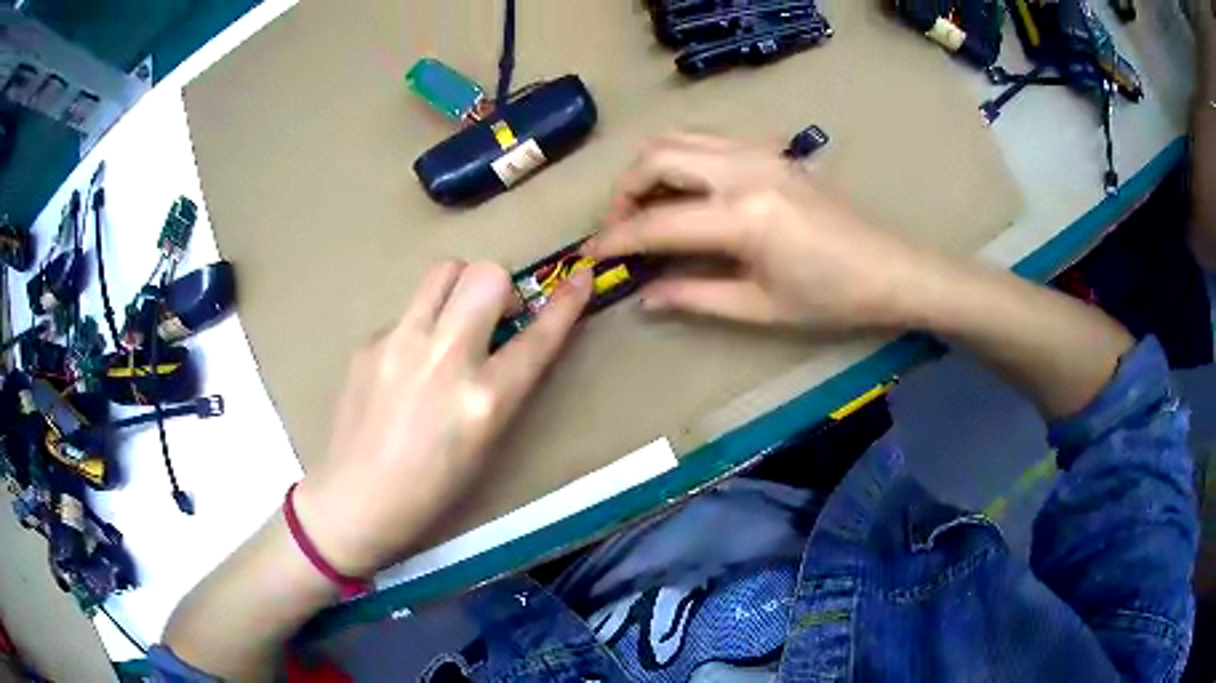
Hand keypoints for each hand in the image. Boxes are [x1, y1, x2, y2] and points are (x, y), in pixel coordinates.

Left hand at [293, 261, 591, 576]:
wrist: (357, 499)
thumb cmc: (432, 488)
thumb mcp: (486, 442)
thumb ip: (501, 385)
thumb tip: (503, 339)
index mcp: (485, 399)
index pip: (538, 336)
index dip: (566, 303)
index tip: (581, 277)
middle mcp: (445, 358)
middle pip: (485, 275)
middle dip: (500, 286)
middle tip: (493, 315)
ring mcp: (401, 343)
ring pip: (443, 272)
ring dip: (460, 287)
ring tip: (451, 322)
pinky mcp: (369, 342)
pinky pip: (408, 310)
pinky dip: (421, 324)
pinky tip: (406, 363)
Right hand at [584, 133, 934, 330]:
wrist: (889, 269)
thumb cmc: (831, 298)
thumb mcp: (759, 307)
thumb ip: (693, 295)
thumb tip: (643, 294)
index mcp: (742, 216)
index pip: (657, 222)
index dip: (616, 239)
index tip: (590, 254)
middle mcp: (743, 169)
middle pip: (657, 157)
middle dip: (624, 191)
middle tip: (620, 228)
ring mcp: (758, 152)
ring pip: (679, 139)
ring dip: (650, 169)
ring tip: (646, 208)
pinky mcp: (770, 150)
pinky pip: (707, 140)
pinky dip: (680, 158)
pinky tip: (686, 191)